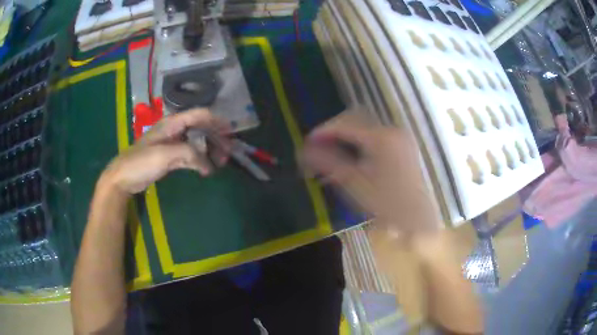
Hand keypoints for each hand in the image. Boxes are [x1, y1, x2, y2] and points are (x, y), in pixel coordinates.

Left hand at [99, 108, 230, 195]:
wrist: (123, 178)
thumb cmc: (141, 162)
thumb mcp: (165, 155)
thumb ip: (190, 154)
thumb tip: (209, 165)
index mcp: (173, 123)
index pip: (200, 115)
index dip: (217, 121)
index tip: (231, 133)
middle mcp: (175, 130)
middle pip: (201, 128)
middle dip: (216, 139)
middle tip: (227, 155)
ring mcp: (172, 143)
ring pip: (197, 142)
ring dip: (209, 150)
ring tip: (219, 163)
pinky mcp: (170, 156)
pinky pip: (190, 154)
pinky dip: (200, 160)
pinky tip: (206, 169)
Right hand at [302, 112, 438, 232]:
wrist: (418, 218)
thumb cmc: (387, 203)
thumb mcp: (355, 184)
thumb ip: (329, 163)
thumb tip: (304, 150)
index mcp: (381, 138)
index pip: (345, 124)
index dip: (323, 130)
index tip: (307, 142)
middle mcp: (391, 130)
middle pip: (355, 119)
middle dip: (334, 130)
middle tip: (319, 145)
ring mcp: (399, 136)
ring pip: (365, 126)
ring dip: (346, 134)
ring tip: (333, 151)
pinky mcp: (402, 144)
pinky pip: (375, 135)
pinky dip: (360, 140)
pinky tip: (353, 155)